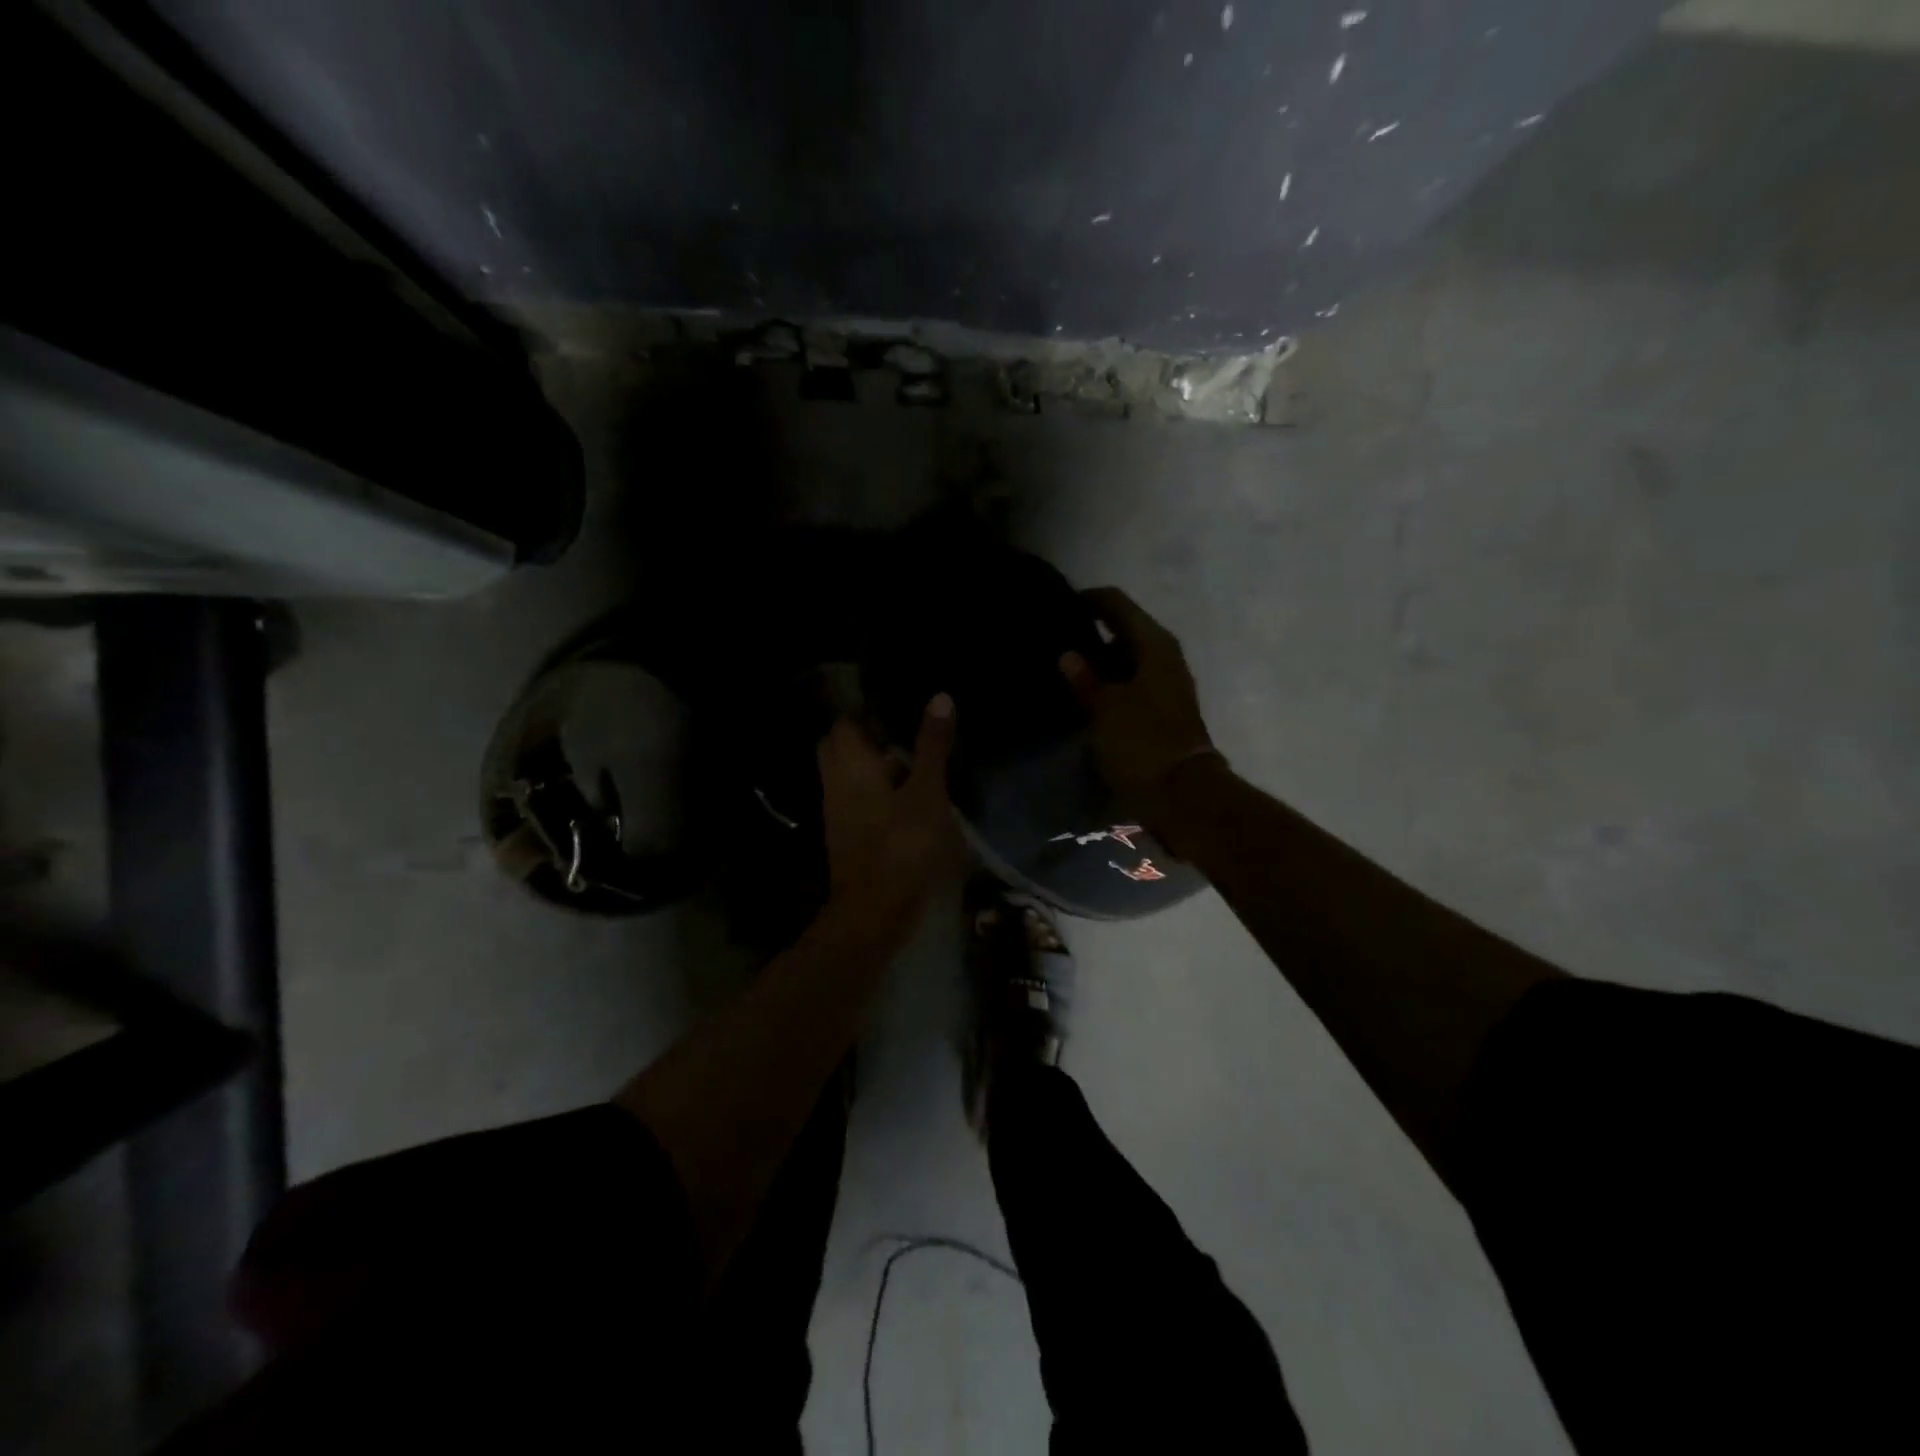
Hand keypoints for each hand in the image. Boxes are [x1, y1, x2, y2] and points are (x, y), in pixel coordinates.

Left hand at [816, 694, 957, 944]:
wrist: (875, 910)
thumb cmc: (902, 845)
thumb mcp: (927, 792)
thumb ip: (931, 746)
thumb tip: (939, 696)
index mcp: (850, 764)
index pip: (845, 722)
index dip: (868, 711)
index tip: (899, 707)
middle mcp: (835, 782)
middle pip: (841, 746)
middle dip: (866, 737)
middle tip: (903, 735)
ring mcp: (836, 810)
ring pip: (847, 774)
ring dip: (872, 766)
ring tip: (911, 763)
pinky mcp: (845, 834)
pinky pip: (854, 799)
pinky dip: (873, 791)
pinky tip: (904, 796)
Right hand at [1060, 587, 1220, 813]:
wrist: (1182, 794)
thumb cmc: (1142, 743)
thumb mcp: (1105, 709)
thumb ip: (1085, 678)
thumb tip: (1068, 655)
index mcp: (1154, 644)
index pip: (1117, 603)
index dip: (1088, 600)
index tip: (1058, 605)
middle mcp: (1164, 656)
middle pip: (1124, 628)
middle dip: (1091, 631)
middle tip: (1054, 638)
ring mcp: (1166, 683)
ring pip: (1127, 658)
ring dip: (1099, 660)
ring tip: (1063, 667)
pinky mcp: (1162, 709)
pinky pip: (1130, 682)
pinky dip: (1108, 682)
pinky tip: (1084, 694)